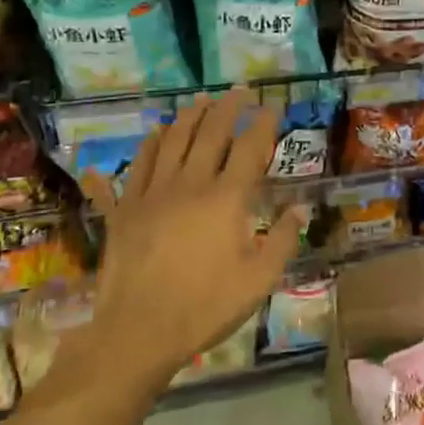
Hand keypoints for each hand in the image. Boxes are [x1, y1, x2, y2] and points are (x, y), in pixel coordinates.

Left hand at [79, 89, 306, 390]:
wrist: (137, 333)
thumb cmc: (206, 307)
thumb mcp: (259, 280)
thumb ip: (283, 240)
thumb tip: (300, 209)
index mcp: (226, 199)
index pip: (249, 148)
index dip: (263, 124)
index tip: (272, 106)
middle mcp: (189, 185)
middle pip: (209, 134)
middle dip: (227, 108)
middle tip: (238, 91)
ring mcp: (151, 195)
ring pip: (170, 142)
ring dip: (188, 117)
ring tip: (200, 101)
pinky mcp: (123, 211)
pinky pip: (132, 170)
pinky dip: (144, 149)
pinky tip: (150, 136)